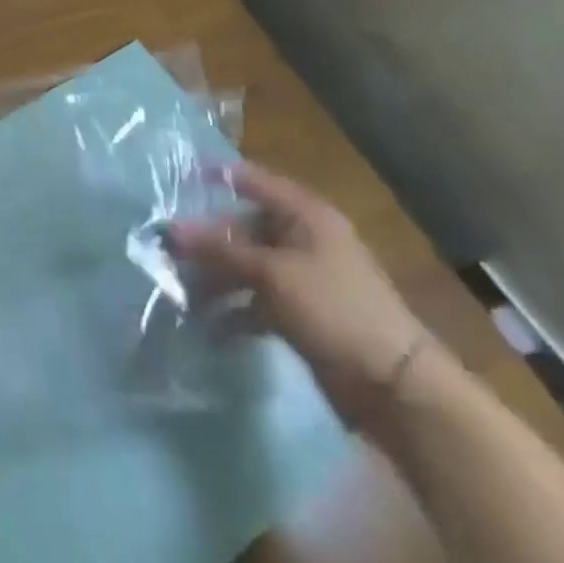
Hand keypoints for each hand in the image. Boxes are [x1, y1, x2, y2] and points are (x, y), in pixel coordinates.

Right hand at [172, 163, 434, 432]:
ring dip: (216, 277)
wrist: (395, 387)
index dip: (215, 176)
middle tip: (168, 248)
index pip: (252, 180)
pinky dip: (233, 309)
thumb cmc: (334, 309)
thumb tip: (170, 229)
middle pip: (244, 225)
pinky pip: (256, 299)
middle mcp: (302, 237)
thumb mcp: (272, 273)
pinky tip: (209, 324)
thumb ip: (220, 248)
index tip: (175, 180)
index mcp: (305, 214)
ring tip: (181, 292)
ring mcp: (302, 276)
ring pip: (246, 264)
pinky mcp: (300, 312)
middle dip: (207, 238)